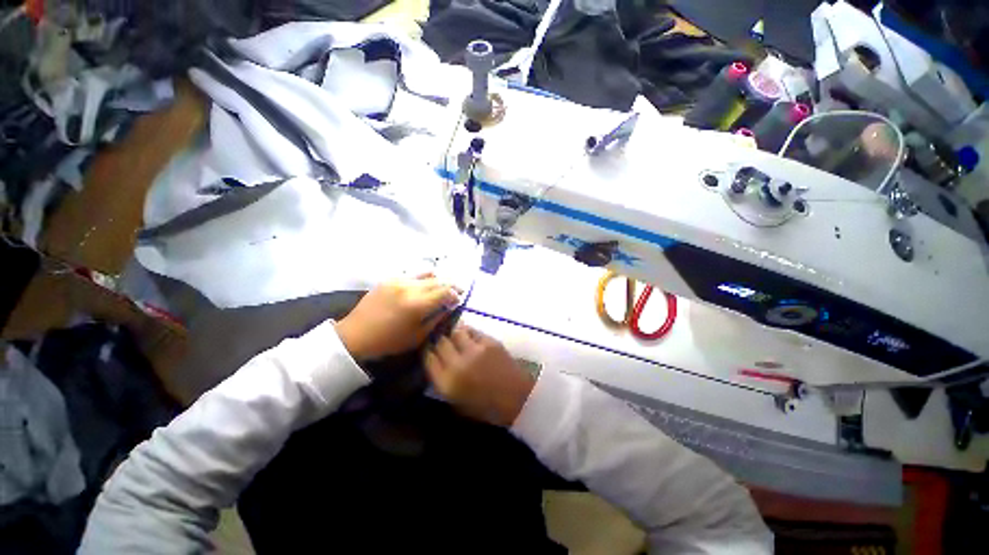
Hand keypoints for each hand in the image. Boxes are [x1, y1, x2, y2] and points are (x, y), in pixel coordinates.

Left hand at [335, 275, 459, 360]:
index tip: (459, 299)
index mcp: (417, 305)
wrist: (355, 335)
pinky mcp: (389, 279)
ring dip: (437, 280)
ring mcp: (398, 280)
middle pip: (438, 280)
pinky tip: (422, 287)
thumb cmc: (388, 341)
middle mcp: (409, 288)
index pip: (445, 291)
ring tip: (440, 287)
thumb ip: (437, 319)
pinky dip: (422, 279)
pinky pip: (412, 275)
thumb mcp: (417, 336)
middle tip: (456, 291)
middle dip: (450, 285)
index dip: (455, 294)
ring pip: (426, 274)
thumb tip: (449, 307)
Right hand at [424, 325, 534, 426]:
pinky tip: (470, 338)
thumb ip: (442, 381)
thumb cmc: (486, 407)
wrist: (517, 398)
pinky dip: (468, 333)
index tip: (430, 351)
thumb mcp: (457, 402)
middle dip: (439, 341)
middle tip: (442, 343)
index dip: (428, 352)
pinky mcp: (489, 341)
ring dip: (453, 334)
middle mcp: (457, 363)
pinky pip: (472, 331)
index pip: (428, 358)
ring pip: (455, 332)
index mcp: (447, 383)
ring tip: (456, 338)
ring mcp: (474, 350)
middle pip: (440, 342)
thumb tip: (435, 362)